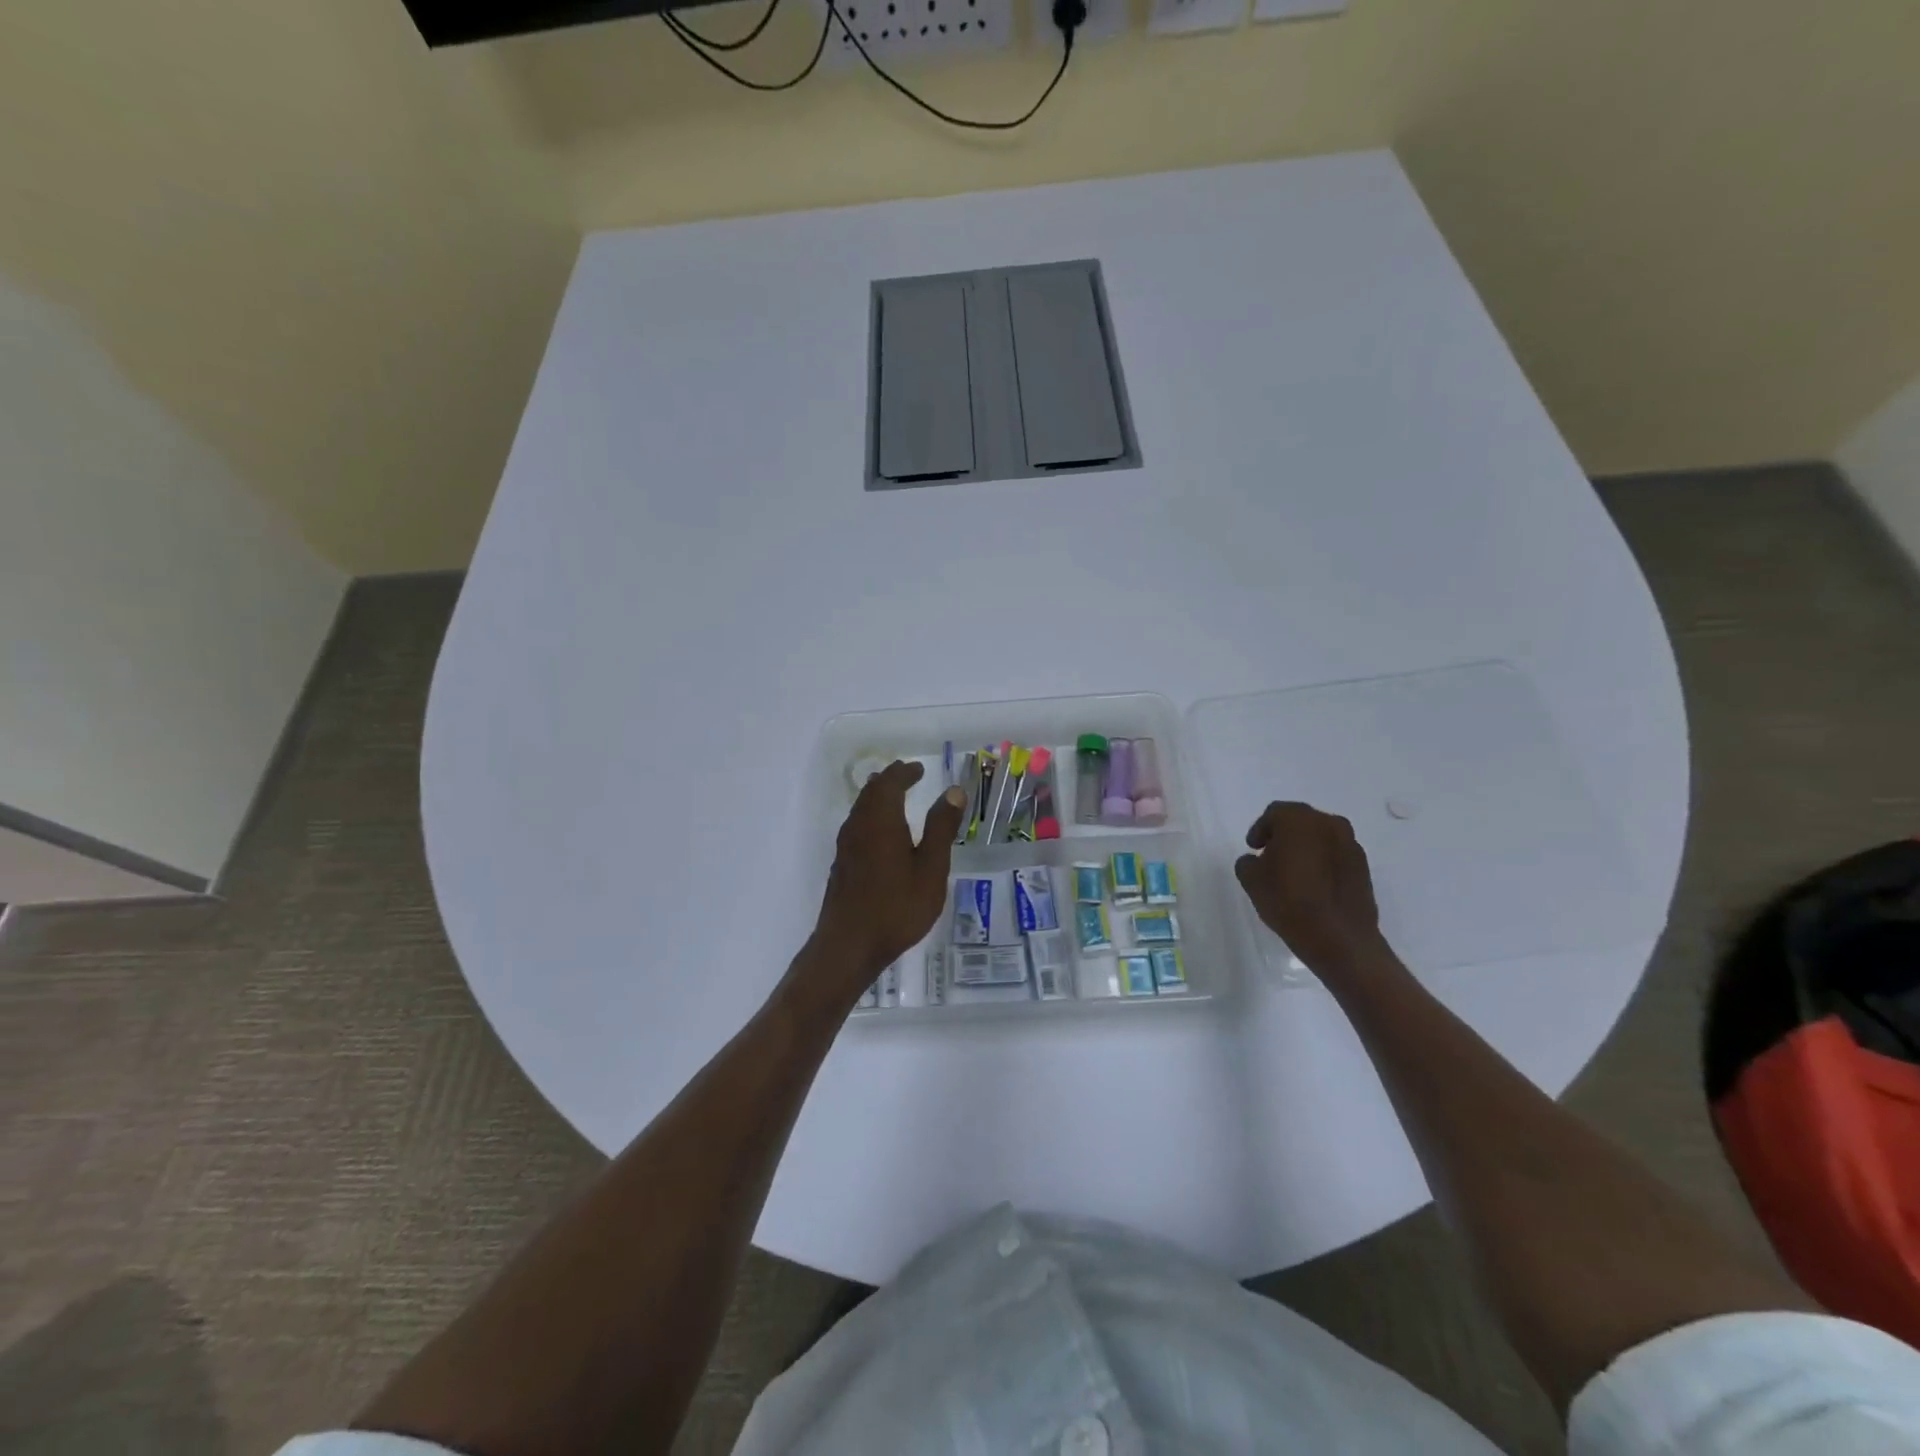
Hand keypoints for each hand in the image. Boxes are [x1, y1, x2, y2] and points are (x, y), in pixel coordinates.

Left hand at [805, 761, 965, 1002]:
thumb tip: (953, 790)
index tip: (919, 769)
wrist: (849, 945)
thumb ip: (941, 828)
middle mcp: (859, 825)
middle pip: (871, 792)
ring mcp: (846, 845)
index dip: (905, 773)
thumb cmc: (897, 907)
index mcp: (881, 820)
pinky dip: (871, 815)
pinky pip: (857, 825)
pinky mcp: (841, 863)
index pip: (891, 783)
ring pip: (861, 808)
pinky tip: (881, 833)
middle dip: (890, 780)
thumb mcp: (931, 868)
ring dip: (878, 797)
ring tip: (896, 797)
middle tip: (908, 775)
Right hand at [1233, 802, 1386, 974]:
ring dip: (1307, 847)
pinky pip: (1337, 855)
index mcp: (1299, 820)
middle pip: (1301, 821)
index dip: (1260, 829)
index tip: (1253, 847)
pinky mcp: (1364, 867)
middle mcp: (1329, 824)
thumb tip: (1256, 860)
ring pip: (1322, 837)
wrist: (1338, 937)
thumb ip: (1248, 862)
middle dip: (1284, 835)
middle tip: (1271, 855)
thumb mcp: (1251, 880)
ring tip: (1294, 871)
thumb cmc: (1288, 901)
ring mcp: (1351, 845)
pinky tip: (1314, 884)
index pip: (1275, 813)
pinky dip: (1324, 862)